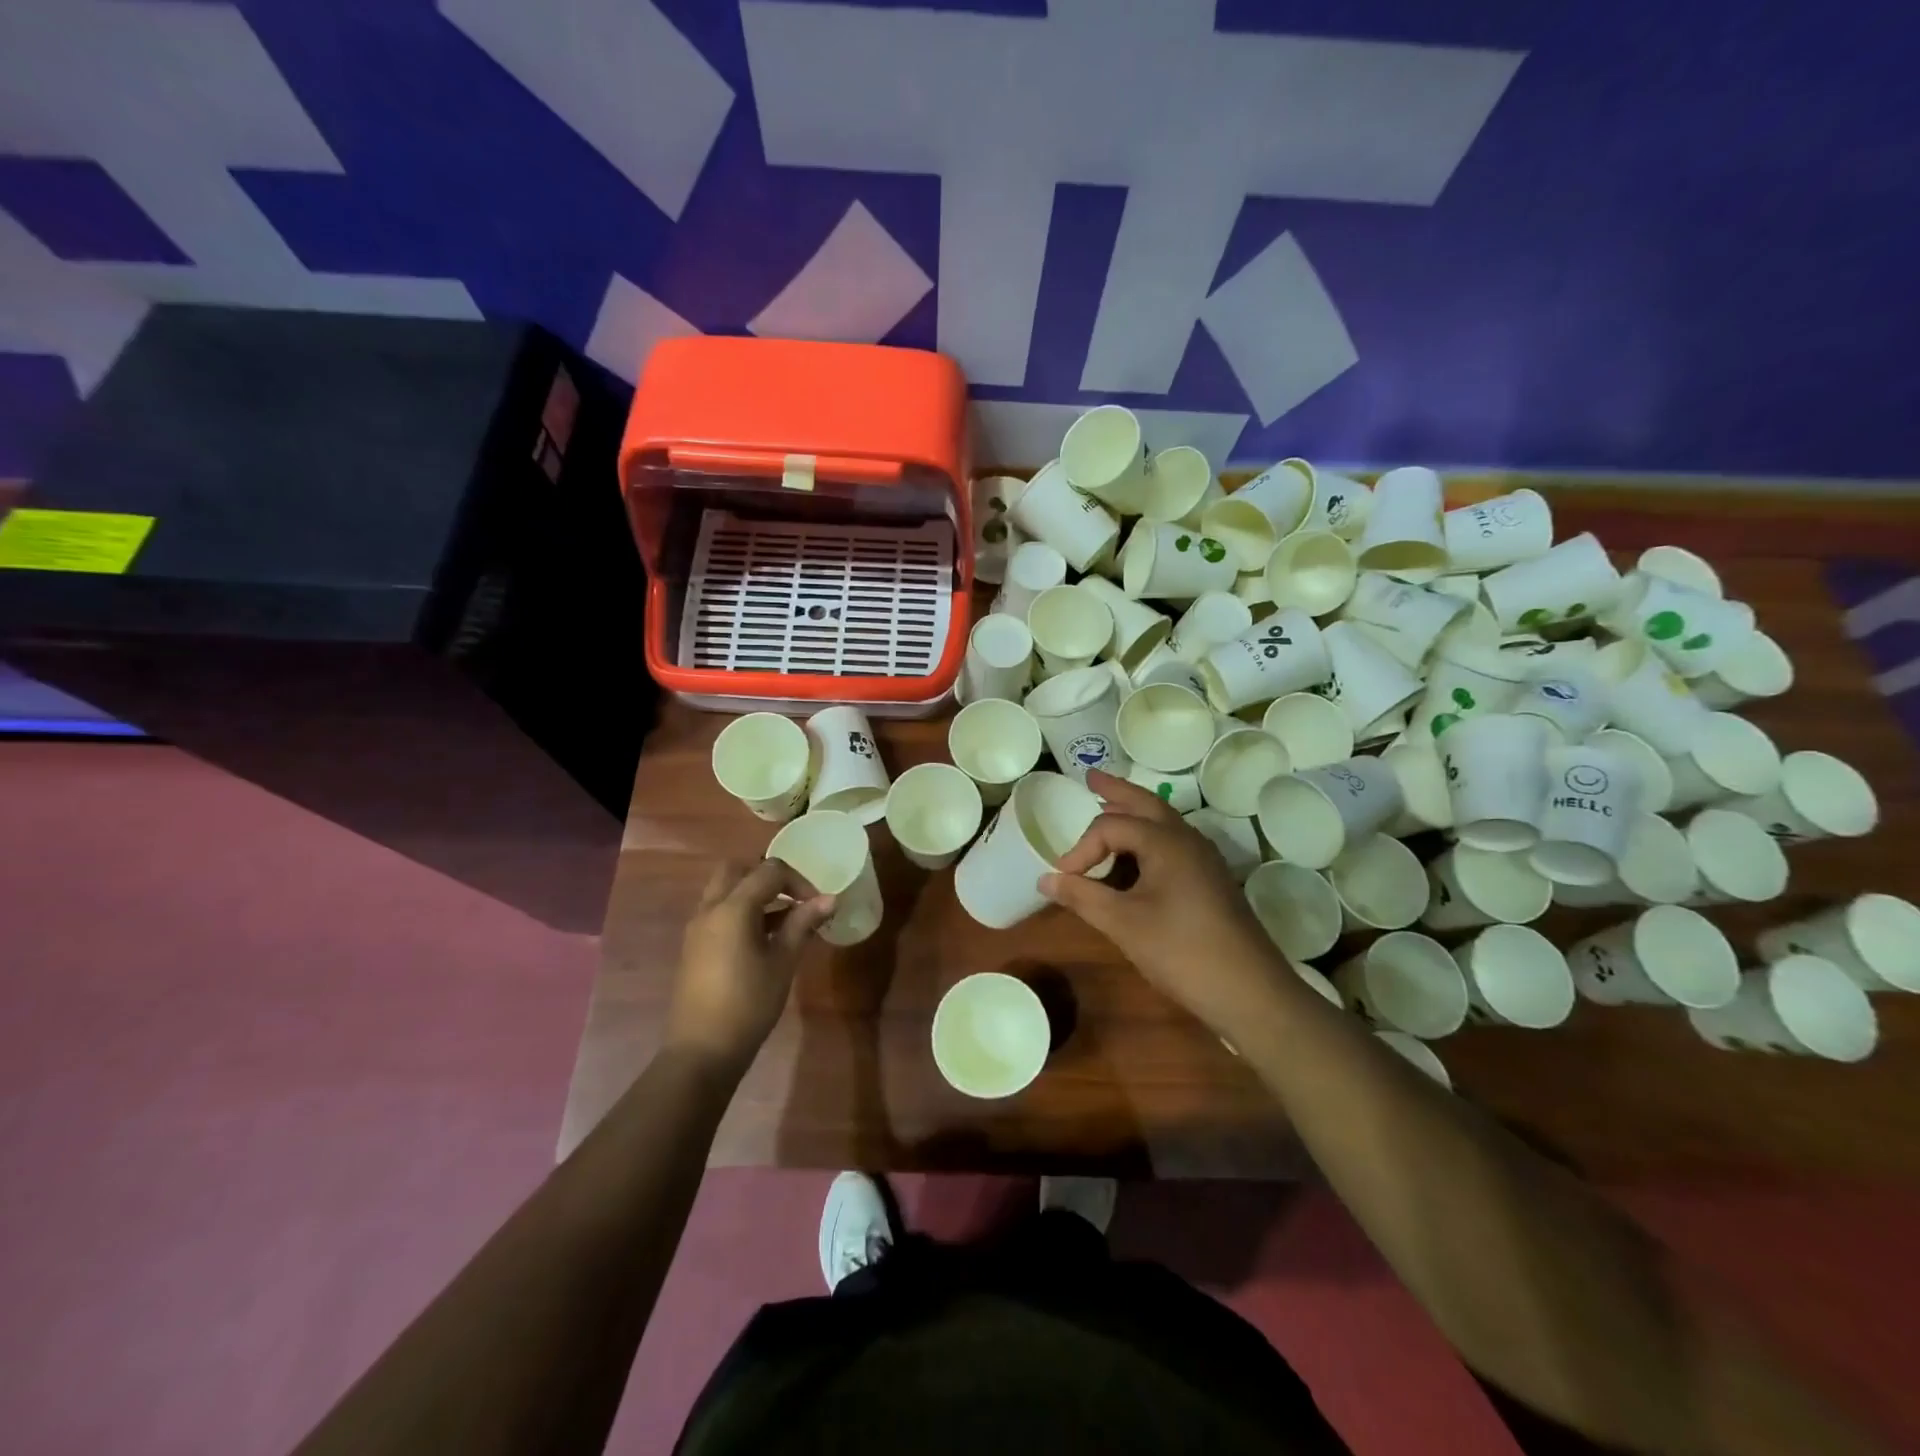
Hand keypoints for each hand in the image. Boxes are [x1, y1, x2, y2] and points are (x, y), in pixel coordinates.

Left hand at [665, 860, 834, 1074]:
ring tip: (783, 921)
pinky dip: (740, 911)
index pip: (769, 871)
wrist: (701, 1051)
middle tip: (792, 899)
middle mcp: (710, 909)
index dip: (798, 881)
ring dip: (753, 894)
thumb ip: (802, 924)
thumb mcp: (783, 962)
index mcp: (732, 908)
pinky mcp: (694, 946)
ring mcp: (697, 927)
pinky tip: (762, 939)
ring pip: (724, 890)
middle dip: (767, 876)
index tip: (817, 905)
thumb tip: (829, 899)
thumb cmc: (749, 1004)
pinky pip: (718, 911)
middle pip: (737, 870)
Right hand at [1041, 771, 1291, 1034]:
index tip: (1063, 877)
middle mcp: (1188, 840)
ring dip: (1135, 811)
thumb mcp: (1124, 924)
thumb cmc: (1182, 952)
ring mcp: (1204, 860)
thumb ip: (1083, 897)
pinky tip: (1138, 855)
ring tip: (1110, 806)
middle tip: (1091, 777)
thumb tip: (1045, 878)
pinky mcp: (1211, 880)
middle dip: (1117, 790)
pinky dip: (1149, 836)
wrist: (1251, 992)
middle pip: (1146, 803)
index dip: (1081, 848)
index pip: (1111, 826)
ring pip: (1164, 822)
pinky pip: (1174, 843)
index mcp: (1166, 842)